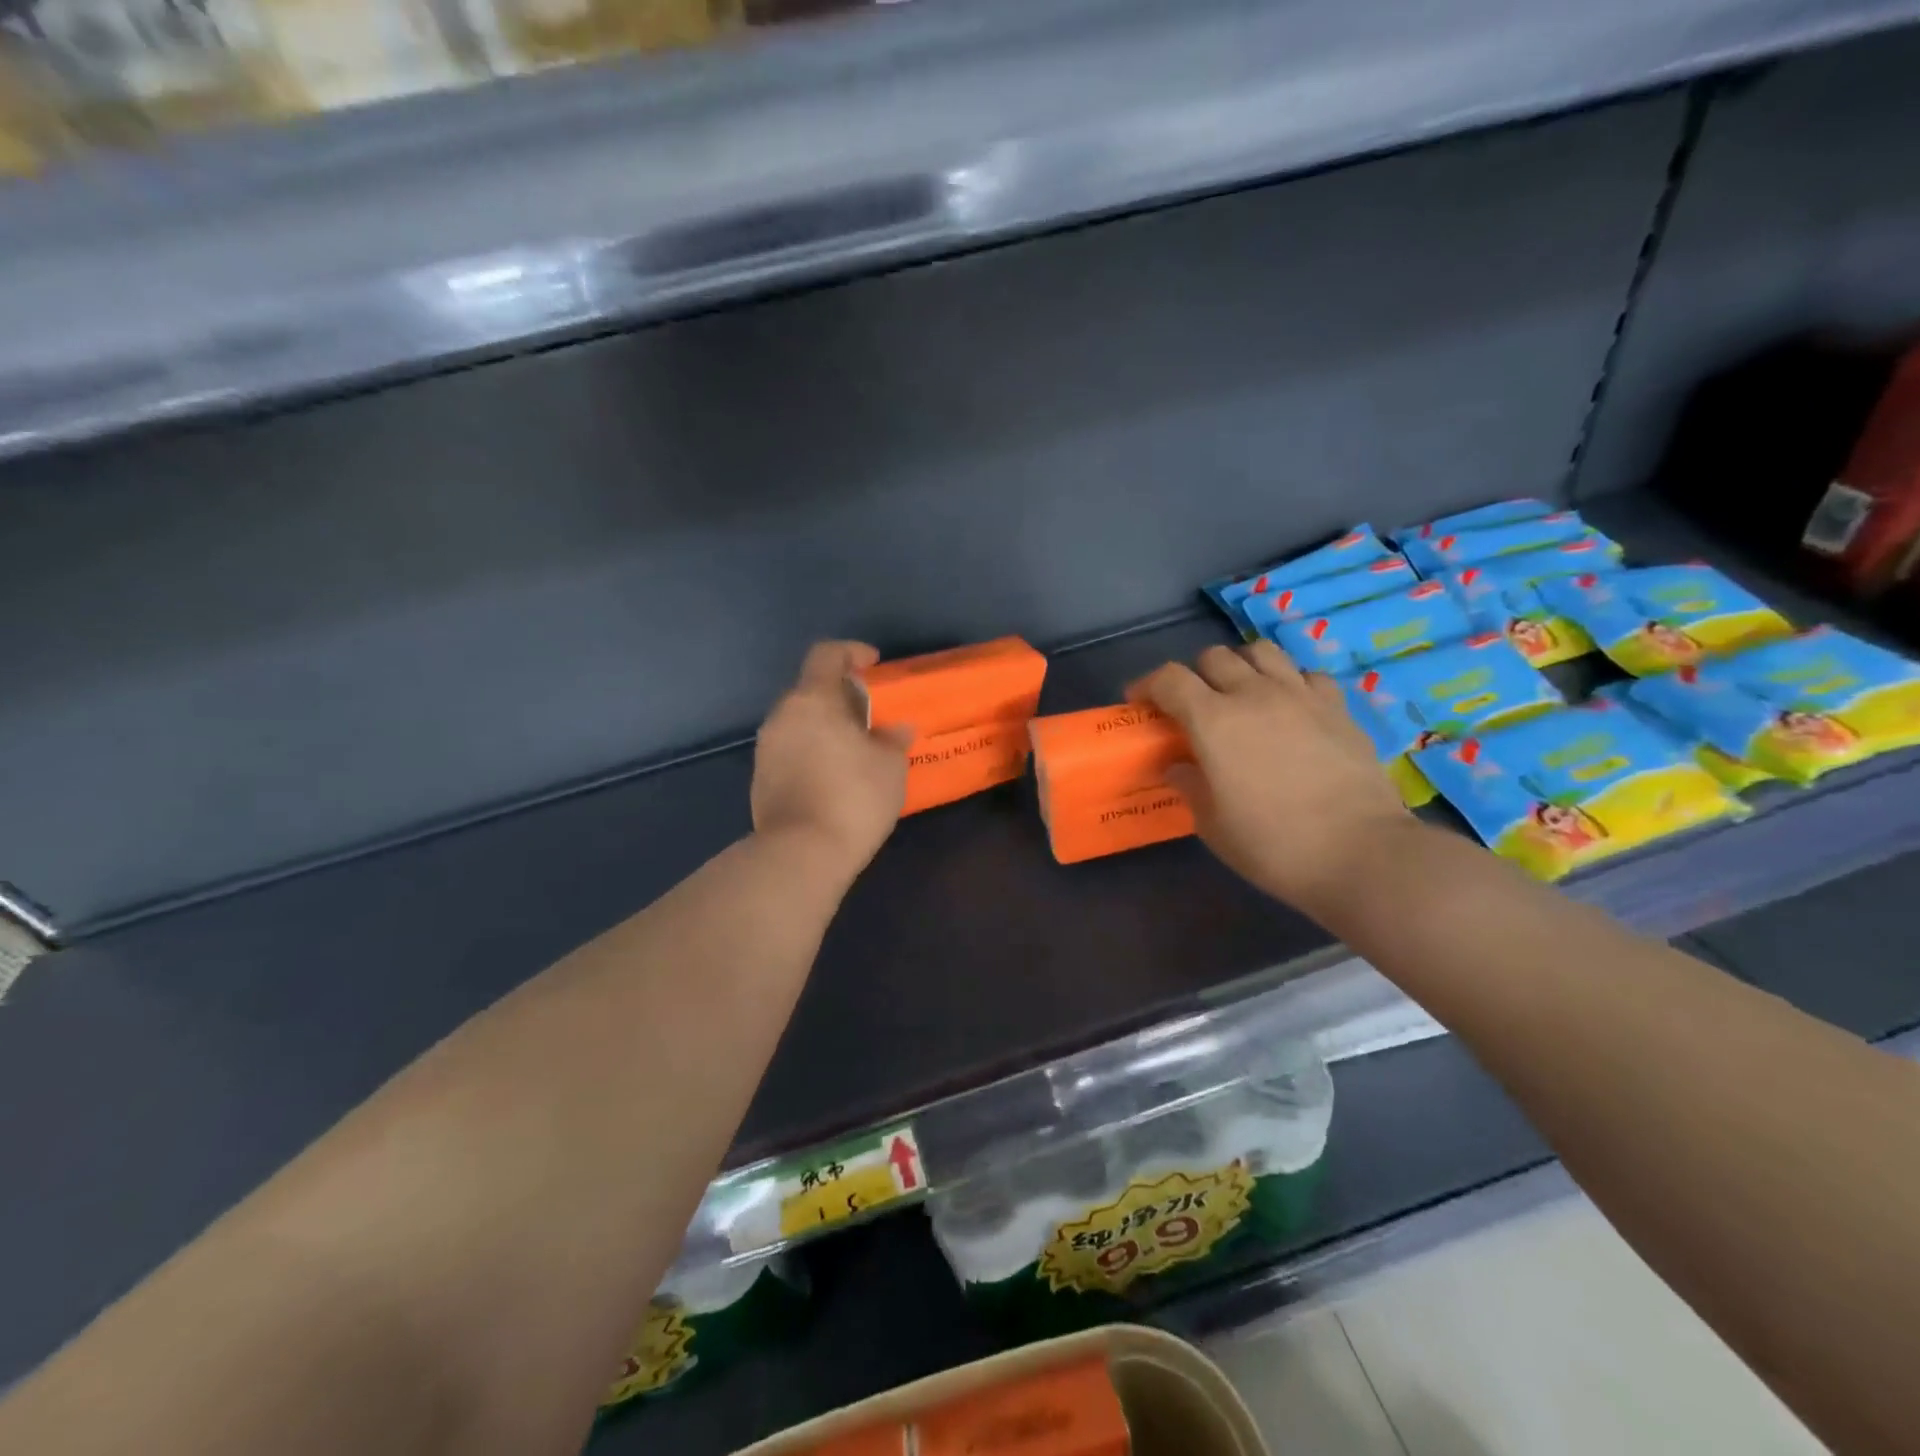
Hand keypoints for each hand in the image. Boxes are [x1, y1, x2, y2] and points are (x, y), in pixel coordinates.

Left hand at [752, 642, 909, 878]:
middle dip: (841, 697)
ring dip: (825, 727)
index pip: (826, 654)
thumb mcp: (890, 766)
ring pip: (799, 722)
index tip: (873, 665)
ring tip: (855, 751)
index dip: (851, 652)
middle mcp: (782, 716)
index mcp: (813, 700)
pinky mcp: (760, 778)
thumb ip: (892, 739)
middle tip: (870, 717)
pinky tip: (834, 778)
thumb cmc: (853, 798)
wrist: (801, 854)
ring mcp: (766, 748)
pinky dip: (812, 752)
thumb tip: (896, 728)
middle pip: (811, 690)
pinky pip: (791, 750)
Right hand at [1134, 640, 1415, 919]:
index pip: (1169, 678)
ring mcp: (1300, 696)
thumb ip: (1189, 785)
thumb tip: (1178, 766)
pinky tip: (1290, 708)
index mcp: (1213, 720)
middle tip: (1193, 706)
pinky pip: (1306, 675)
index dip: (1148, 684)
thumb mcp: (1213, 824)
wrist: (1359, 852)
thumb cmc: (1272, 844)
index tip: (1140, 702)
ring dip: (1242, 667)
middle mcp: (1254, 694)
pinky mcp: (1338, 707)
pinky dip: (1290, 682)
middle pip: (1214, 657)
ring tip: (1241, 694)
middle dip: (1195, 675)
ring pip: (1262, 652)